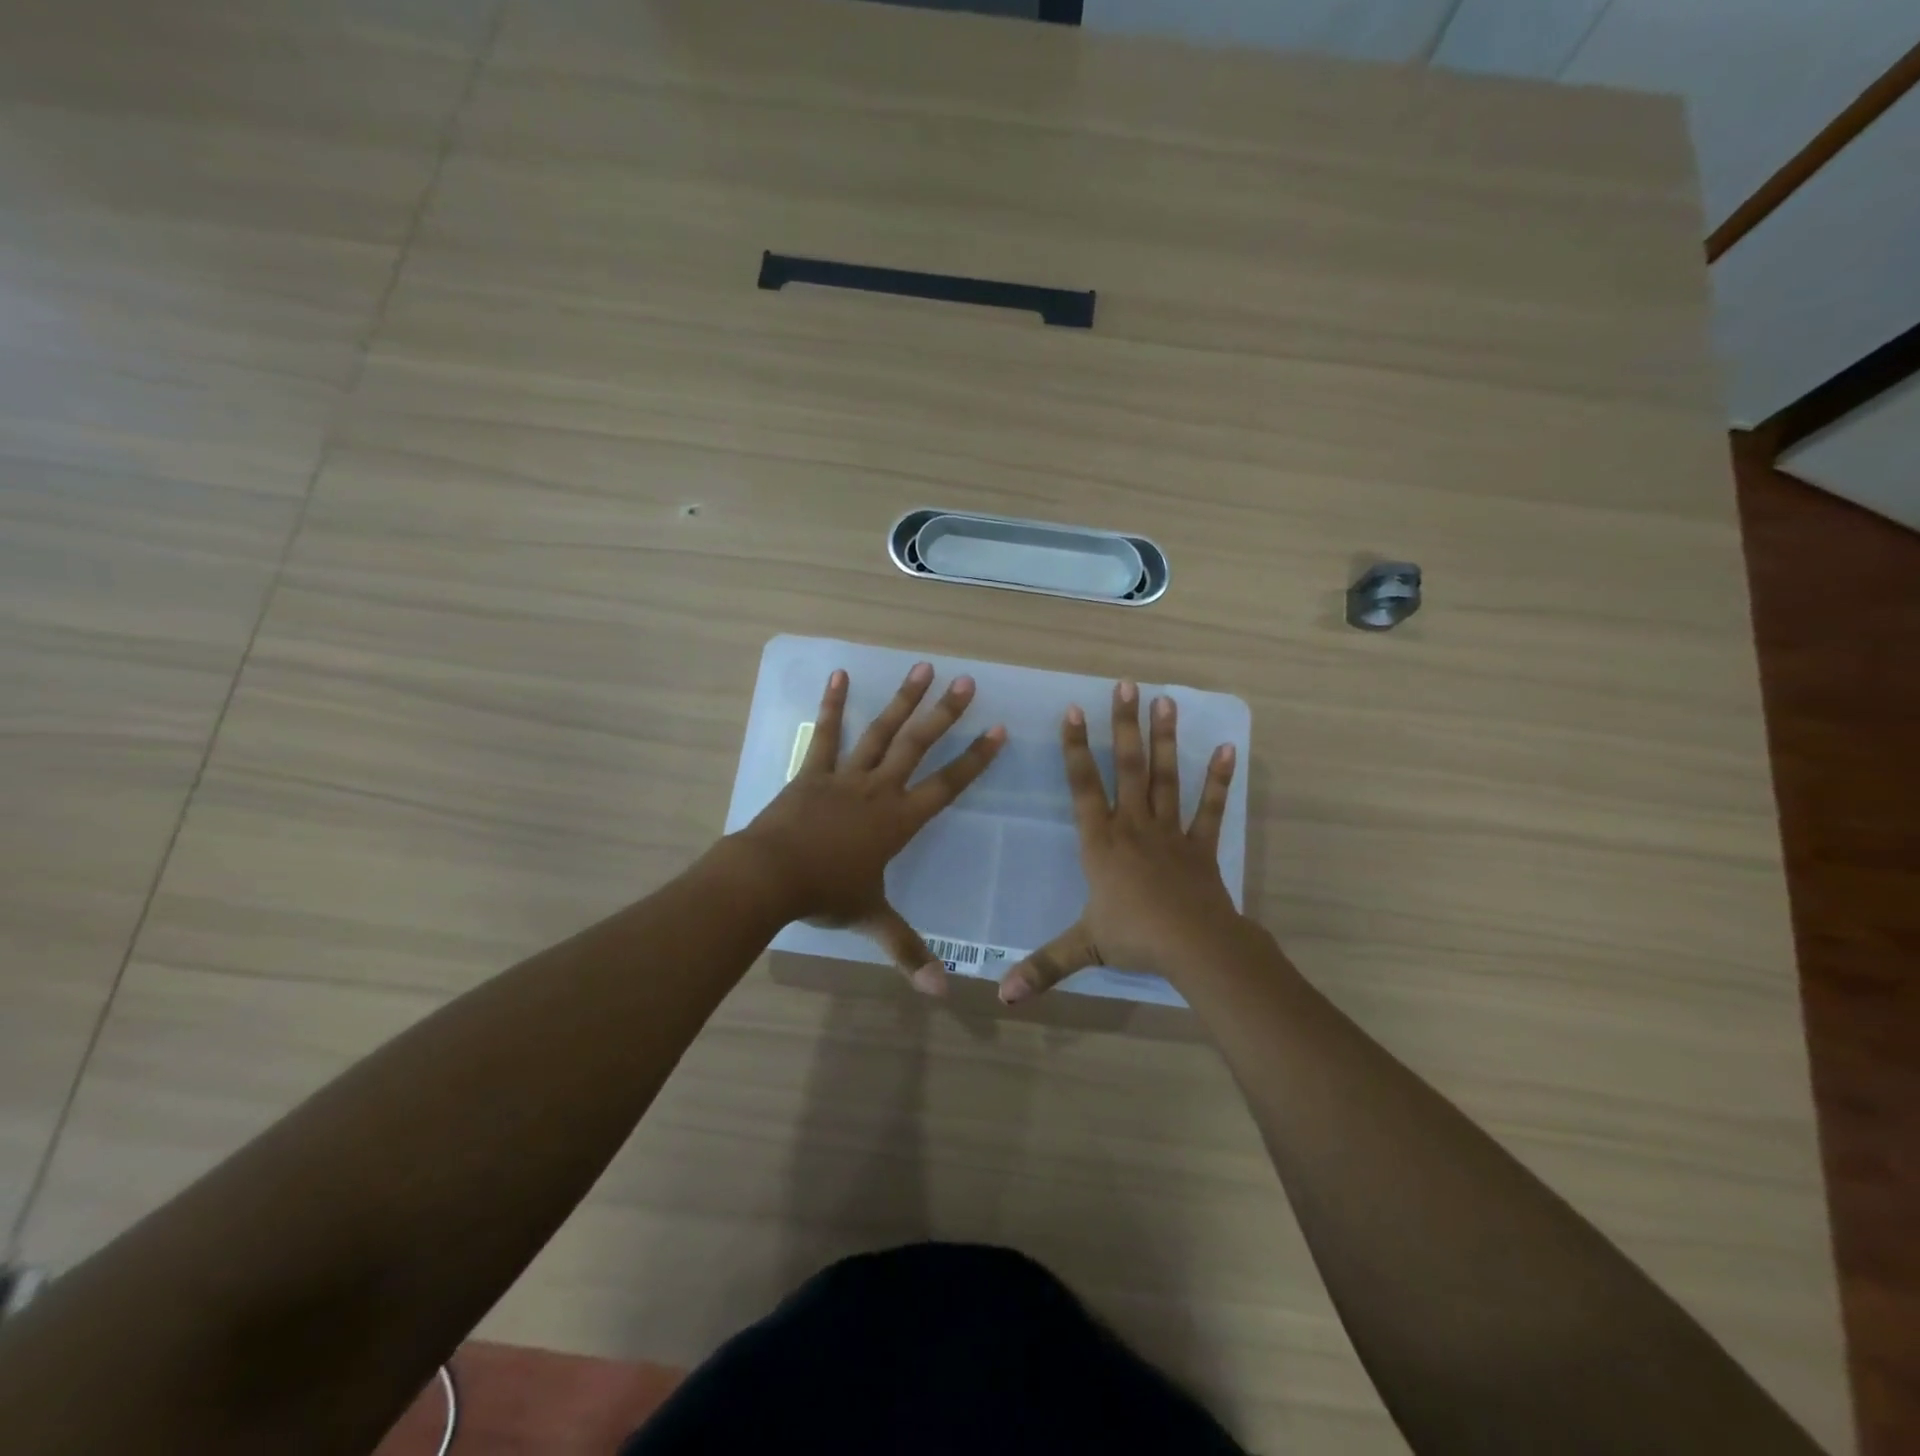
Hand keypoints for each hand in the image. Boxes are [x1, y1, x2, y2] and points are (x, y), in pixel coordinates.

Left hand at [737, 663, 1004, 994]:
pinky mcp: (813, 772)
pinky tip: (840, 675)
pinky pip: (827, 733)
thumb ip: (908, 951)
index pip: (948, 785)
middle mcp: (879, 790)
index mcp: (899, 821)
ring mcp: (845, 776)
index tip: (998, 729)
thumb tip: (940, 993)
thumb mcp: (872, 921)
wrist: (770, 877)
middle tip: (966, 681)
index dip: (975, 759)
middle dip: (944, 713)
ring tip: (923, 667)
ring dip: (903, 699)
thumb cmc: (826, 896)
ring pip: (881, 731)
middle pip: (918, 745)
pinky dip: (834, 703)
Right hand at [998, 680, 1238, 1003]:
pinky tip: (1227, 749)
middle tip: (1126, 685)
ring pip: (1165, 777)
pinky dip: (1218, 779)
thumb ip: (1041, 967)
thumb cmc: (1134, 938)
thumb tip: (1000, 996)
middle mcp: (1133, 826)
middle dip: (1124, 726)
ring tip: (1165, 701)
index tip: (1074, 711)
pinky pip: (1209, 807)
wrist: (1194, 947)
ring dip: (1165, 739)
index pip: (1083, 787)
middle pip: (1128, 767)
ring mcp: (1170, 831)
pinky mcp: (1200, 845)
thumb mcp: (1082, 949)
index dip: (1076, 749)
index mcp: (1101, 843)